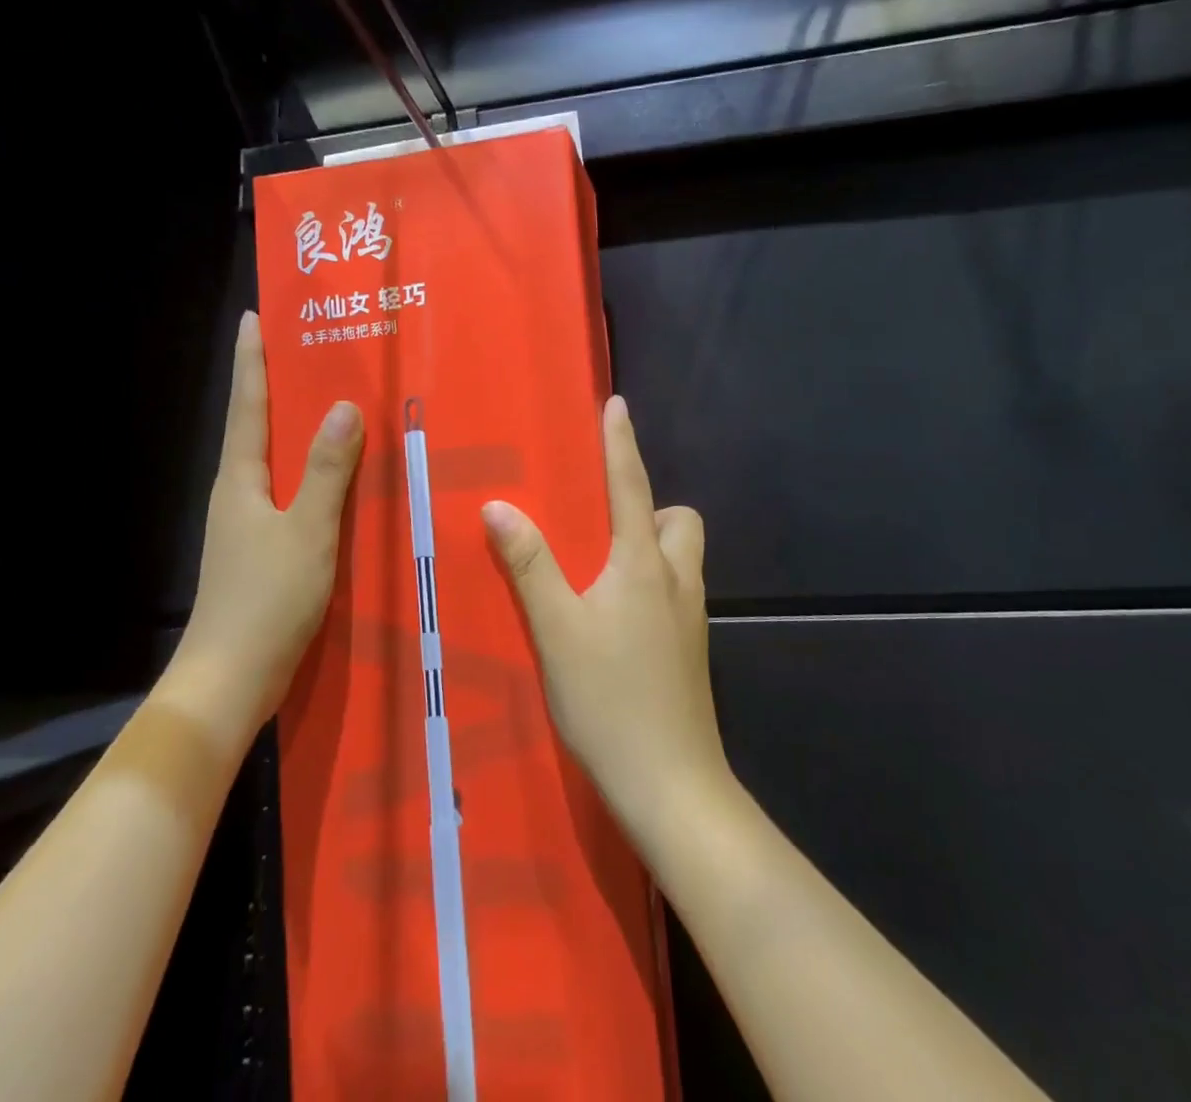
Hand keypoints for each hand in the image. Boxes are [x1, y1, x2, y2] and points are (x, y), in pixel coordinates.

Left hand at [170, 310, 362, 735]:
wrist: (232, 679)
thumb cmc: (267, 598)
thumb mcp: (307, 530)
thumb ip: (327, 470)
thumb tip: (344, 406)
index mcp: (240, 479)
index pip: (247, 405)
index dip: (251, 360)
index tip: (254, 317)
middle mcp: (238, 493)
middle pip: (257, 426)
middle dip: (276, 385)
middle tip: (310, 351)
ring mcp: (247, 524)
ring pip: (274, 461)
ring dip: (296, 429)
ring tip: (332, 403)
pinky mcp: (262, 550)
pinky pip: (288, 492)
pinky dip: (309, 471)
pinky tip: (337, 477)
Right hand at [481, 395, 727, 845]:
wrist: (671, 785)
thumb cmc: (610, 699)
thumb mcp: (557, 629)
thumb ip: (529, 565)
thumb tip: (499, 506)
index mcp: (644, 563)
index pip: (631, 486)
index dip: (620, 443)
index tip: (616, 405)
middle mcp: (676, 579)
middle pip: (678, 520)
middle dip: (649, 507)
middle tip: (601, 525)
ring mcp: (690, 617)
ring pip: (681, 557)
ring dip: (651, 546)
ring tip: (599, 569)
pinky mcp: (690, 649)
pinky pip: (674, 590)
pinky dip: (649, 583)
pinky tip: (614, 617)